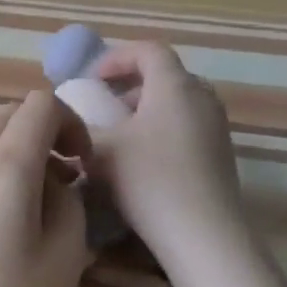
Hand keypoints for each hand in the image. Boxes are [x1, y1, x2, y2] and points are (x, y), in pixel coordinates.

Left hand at [0, 91, 91, 286]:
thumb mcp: (64, 258)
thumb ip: (68, 203)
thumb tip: (54, 181)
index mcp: (5, 167)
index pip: (39, 105)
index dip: (70, 121)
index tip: (80, 162)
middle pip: (6, 116)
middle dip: (40, 133)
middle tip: (60, 179)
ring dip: (10, 153)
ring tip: (25, 205)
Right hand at [85, 43, 253, 263]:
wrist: (203, 235)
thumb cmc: (149, 180)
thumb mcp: (99, 150)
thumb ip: (78, 128)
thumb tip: (64, 121)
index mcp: (174, 86)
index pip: (148, 50)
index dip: (116, 57)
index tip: (91, 80)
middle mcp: (201, 98)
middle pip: (165, 75)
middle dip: (130, 84)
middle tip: (103, 104)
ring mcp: (217, 127)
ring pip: (177, 102)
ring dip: (146, 109)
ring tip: (119, 135)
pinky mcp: (221, 154)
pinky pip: (187, 126)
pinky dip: (162, 129)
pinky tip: (141, 161)